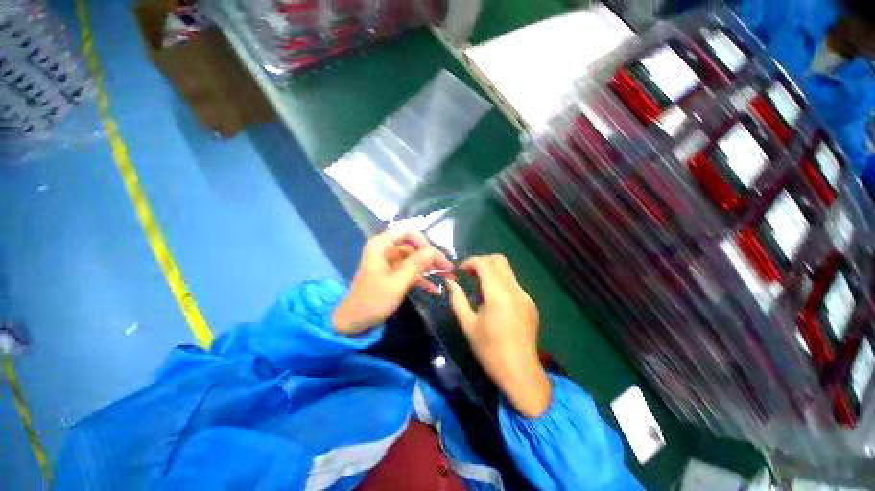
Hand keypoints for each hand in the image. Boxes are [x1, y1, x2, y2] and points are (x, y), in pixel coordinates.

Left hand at [332, 229, 452, 334]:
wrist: (353, 322)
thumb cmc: (372, 301)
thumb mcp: (396, 283)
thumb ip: (415, 265)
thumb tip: (433, 251)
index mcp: (381, 246)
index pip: (407, 231)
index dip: (422, 241)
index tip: (434, 256)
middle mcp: (386, 249)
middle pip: (413, 244)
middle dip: (430, 256)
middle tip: (447, 267)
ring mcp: (390, 262)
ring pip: (415, 258)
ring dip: (429, 267)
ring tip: (447, 275)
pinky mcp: (393, 273)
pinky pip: (411, 270)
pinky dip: (422, 278)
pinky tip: (435, 289)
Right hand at [446, 255, 550, 417]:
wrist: (520, 373)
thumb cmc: (490, 351)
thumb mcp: (468, 324)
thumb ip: (457, 299)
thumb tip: (450, 282)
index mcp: (498, 294)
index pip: (484, 263)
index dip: (470, 262)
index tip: (459, 271)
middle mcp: (514, 290)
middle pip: (499, 260)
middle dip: (481, 262)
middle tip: (469, 275)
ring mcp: (525, 296)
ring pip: (507, 271)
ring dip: (491, 272)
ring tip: (479, 289)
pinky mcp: (530, 303)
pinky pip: (513, 284)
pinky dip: (500, 283)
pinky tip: (493, 301)